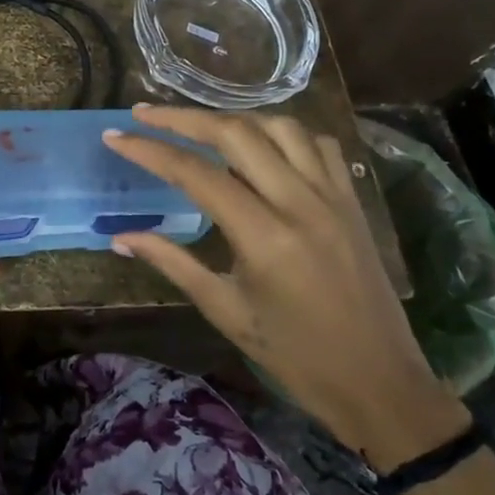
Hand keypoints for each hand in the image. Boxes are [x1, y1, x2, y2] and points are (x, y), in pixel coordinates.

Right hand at [103, 103, 468, 468]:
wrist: (379, 381)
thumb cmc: (294, 355)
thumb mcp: (225, 310)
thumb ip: (172, 263)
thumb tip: (120, 238)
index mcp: (264, 237)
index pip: (196, 174)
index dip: (150, 150)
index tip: (116, 136)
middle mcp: (300, 202)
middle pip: (237, 133)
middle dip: (184, 117)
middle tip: (145, 113)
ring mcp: (333, 196)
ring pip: (280, 127)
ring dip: (233, 118)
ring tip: (199, 126)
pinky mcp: (352, 200)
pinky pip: (318, 144)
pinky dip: (283, 133)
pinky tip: (262, 145)